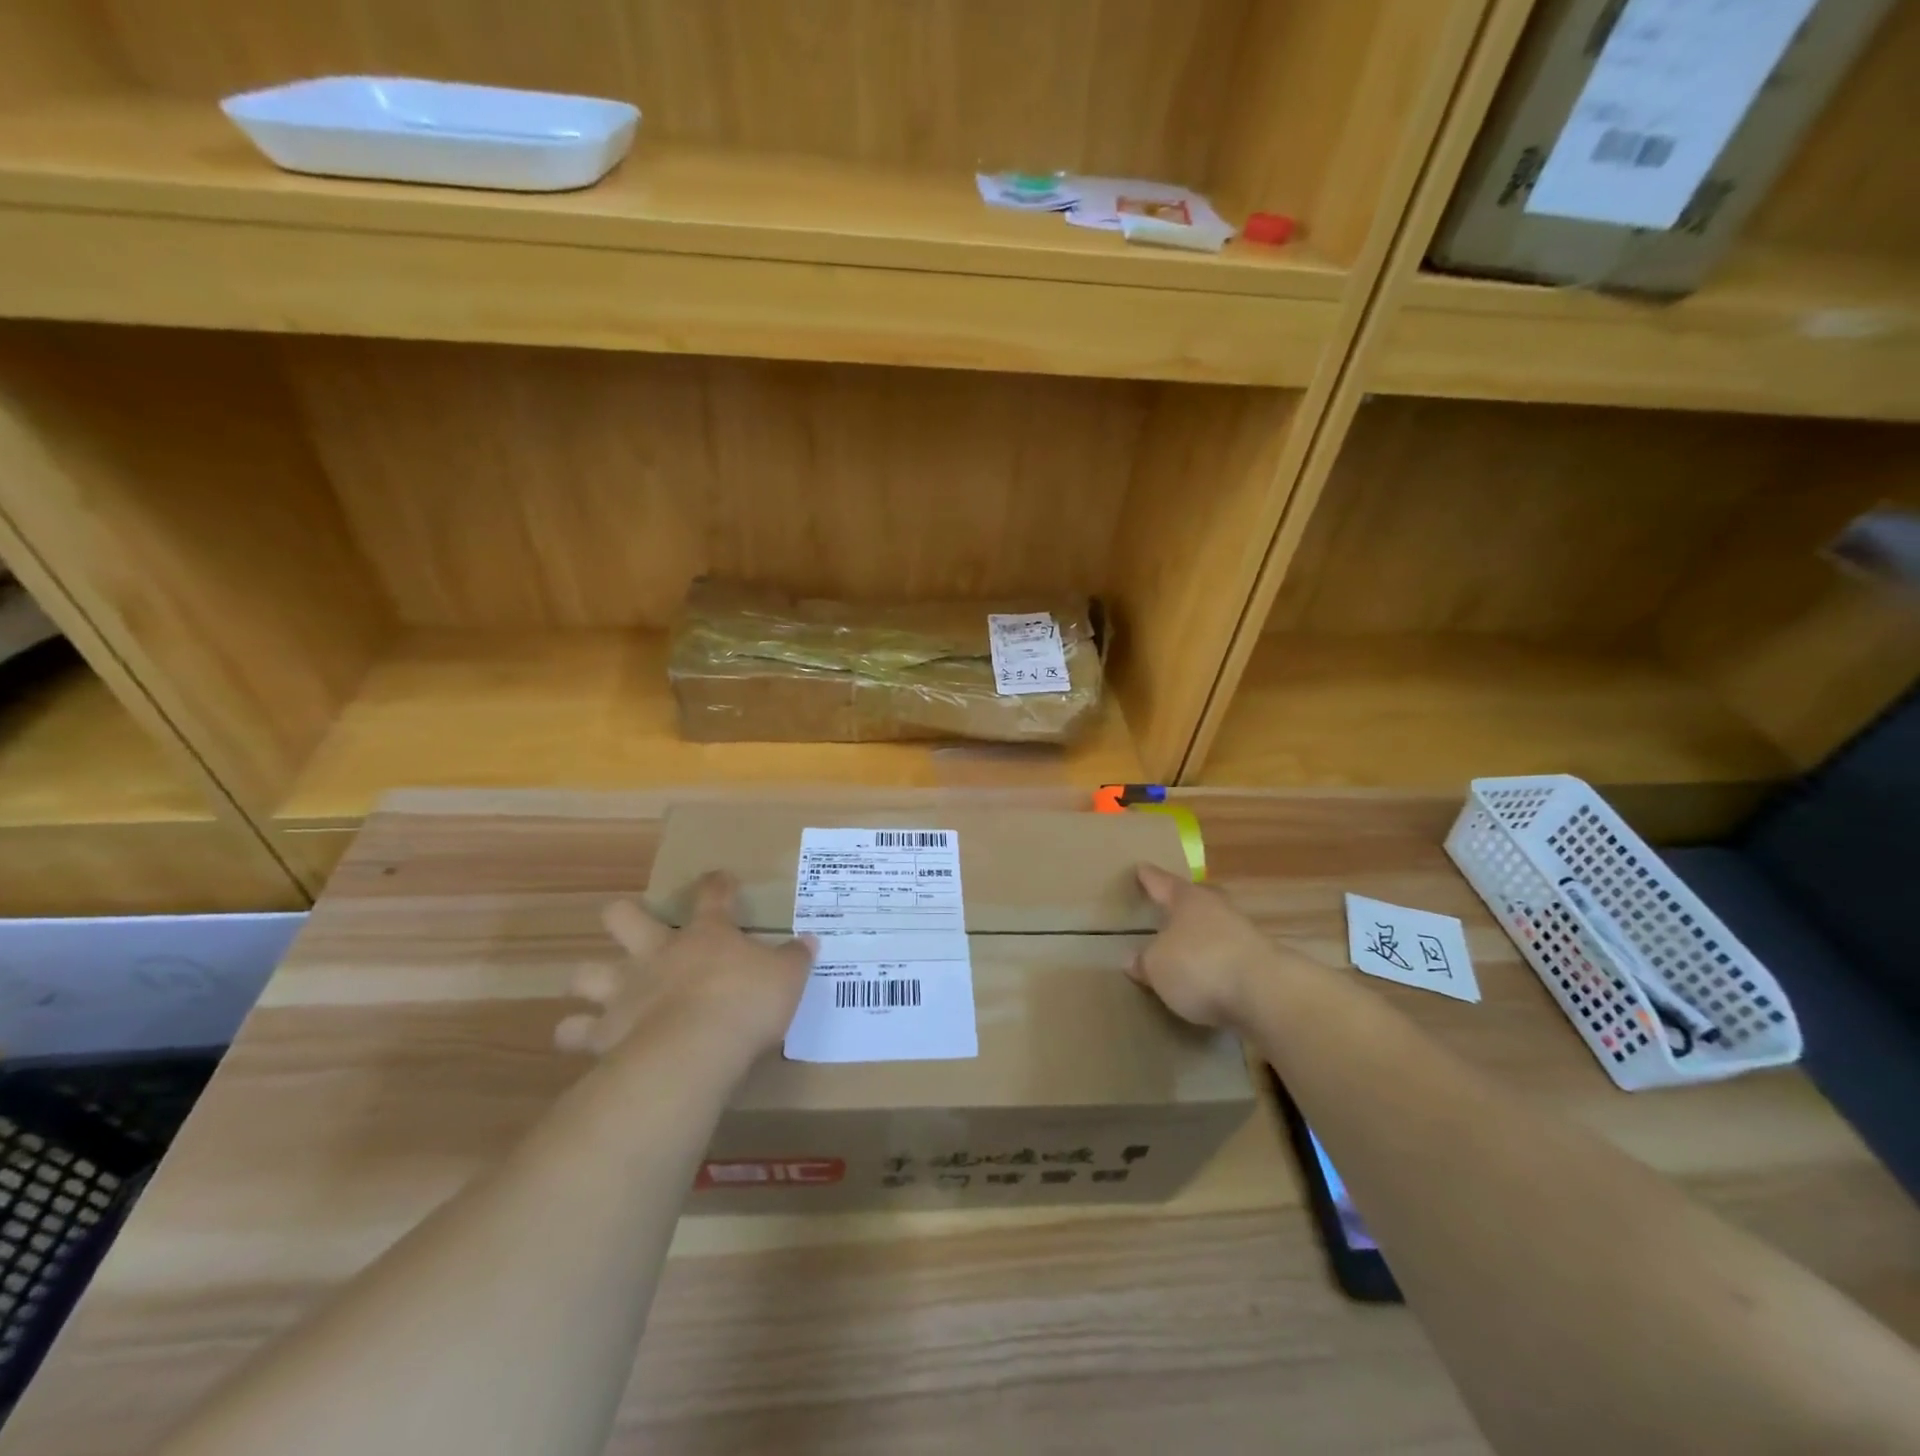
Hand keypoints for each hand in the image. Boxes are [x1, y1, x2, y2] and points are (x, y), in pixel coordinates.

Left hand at [556, 871, 815, 1061]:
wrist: (696, 1047)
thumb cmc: (747, 1002)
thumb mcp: (788, 977)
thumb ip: (796, 957)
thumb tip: (810, 941)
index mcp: (706, 935)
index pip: (712, 895)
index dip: (717, 884)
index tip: (721, 879)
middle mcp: (658, 953)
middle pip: (624, 917)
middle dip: (623, 916)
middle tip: (632, 925)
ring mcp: (625, 990)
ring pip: (586, 973)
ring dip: (589, 979)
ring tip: (596, 990)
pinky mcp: (604, 1031)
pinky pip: (575, 1032)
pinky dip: (576, 1034)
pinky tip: (581, 1040)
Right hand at [1128, 863, 1274, 1028]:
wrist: (1266, 994)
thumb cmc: (1199, 965)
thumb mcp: (1156, 966)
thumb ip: (1144, 961)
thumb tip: (1134, 960)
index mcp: (1187, 900)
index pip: (1162, 883)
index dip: (1149, 878)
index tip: (1141, 868)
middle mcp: (1217, 909)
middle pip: (1197, 900)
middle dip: (1183, 905)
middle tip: (1169, 907)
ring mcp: (1244, 934)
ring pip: (1216, 928)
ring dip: (1202, 937)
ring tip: (1186, 949)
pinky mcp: (1262, 963)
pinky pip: (1229, 956)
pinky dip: (1217, 963)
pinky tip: (1209, 978)